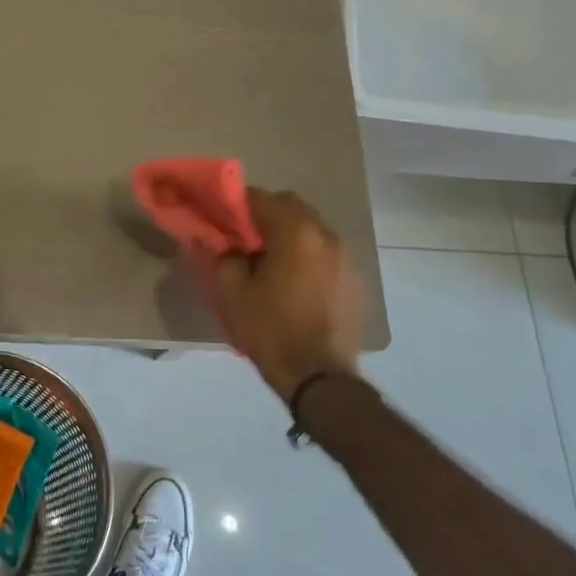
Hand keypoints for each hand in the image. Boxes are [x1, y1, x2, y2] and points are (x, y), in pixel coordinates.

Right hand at [201, 187, 365, 401]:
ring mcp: (346, 257)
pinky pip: (325, 252)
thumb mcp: (231, 291)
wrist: (319, 377)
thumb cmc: (270, 329)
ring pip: (311, 228)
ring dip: (288, 234)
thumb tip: (221, 242)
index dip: (236, 204)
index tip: (220, 218)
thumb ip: (222, 255)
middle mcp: (325, 234)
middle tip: (243, 238)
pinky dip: (307, 255)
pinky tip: (293, 282)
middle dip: (265, 215)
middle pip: (291, 207)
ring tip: (268, 261)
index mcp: (295, 231)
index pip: (260, 198)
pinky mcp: (354, 280)